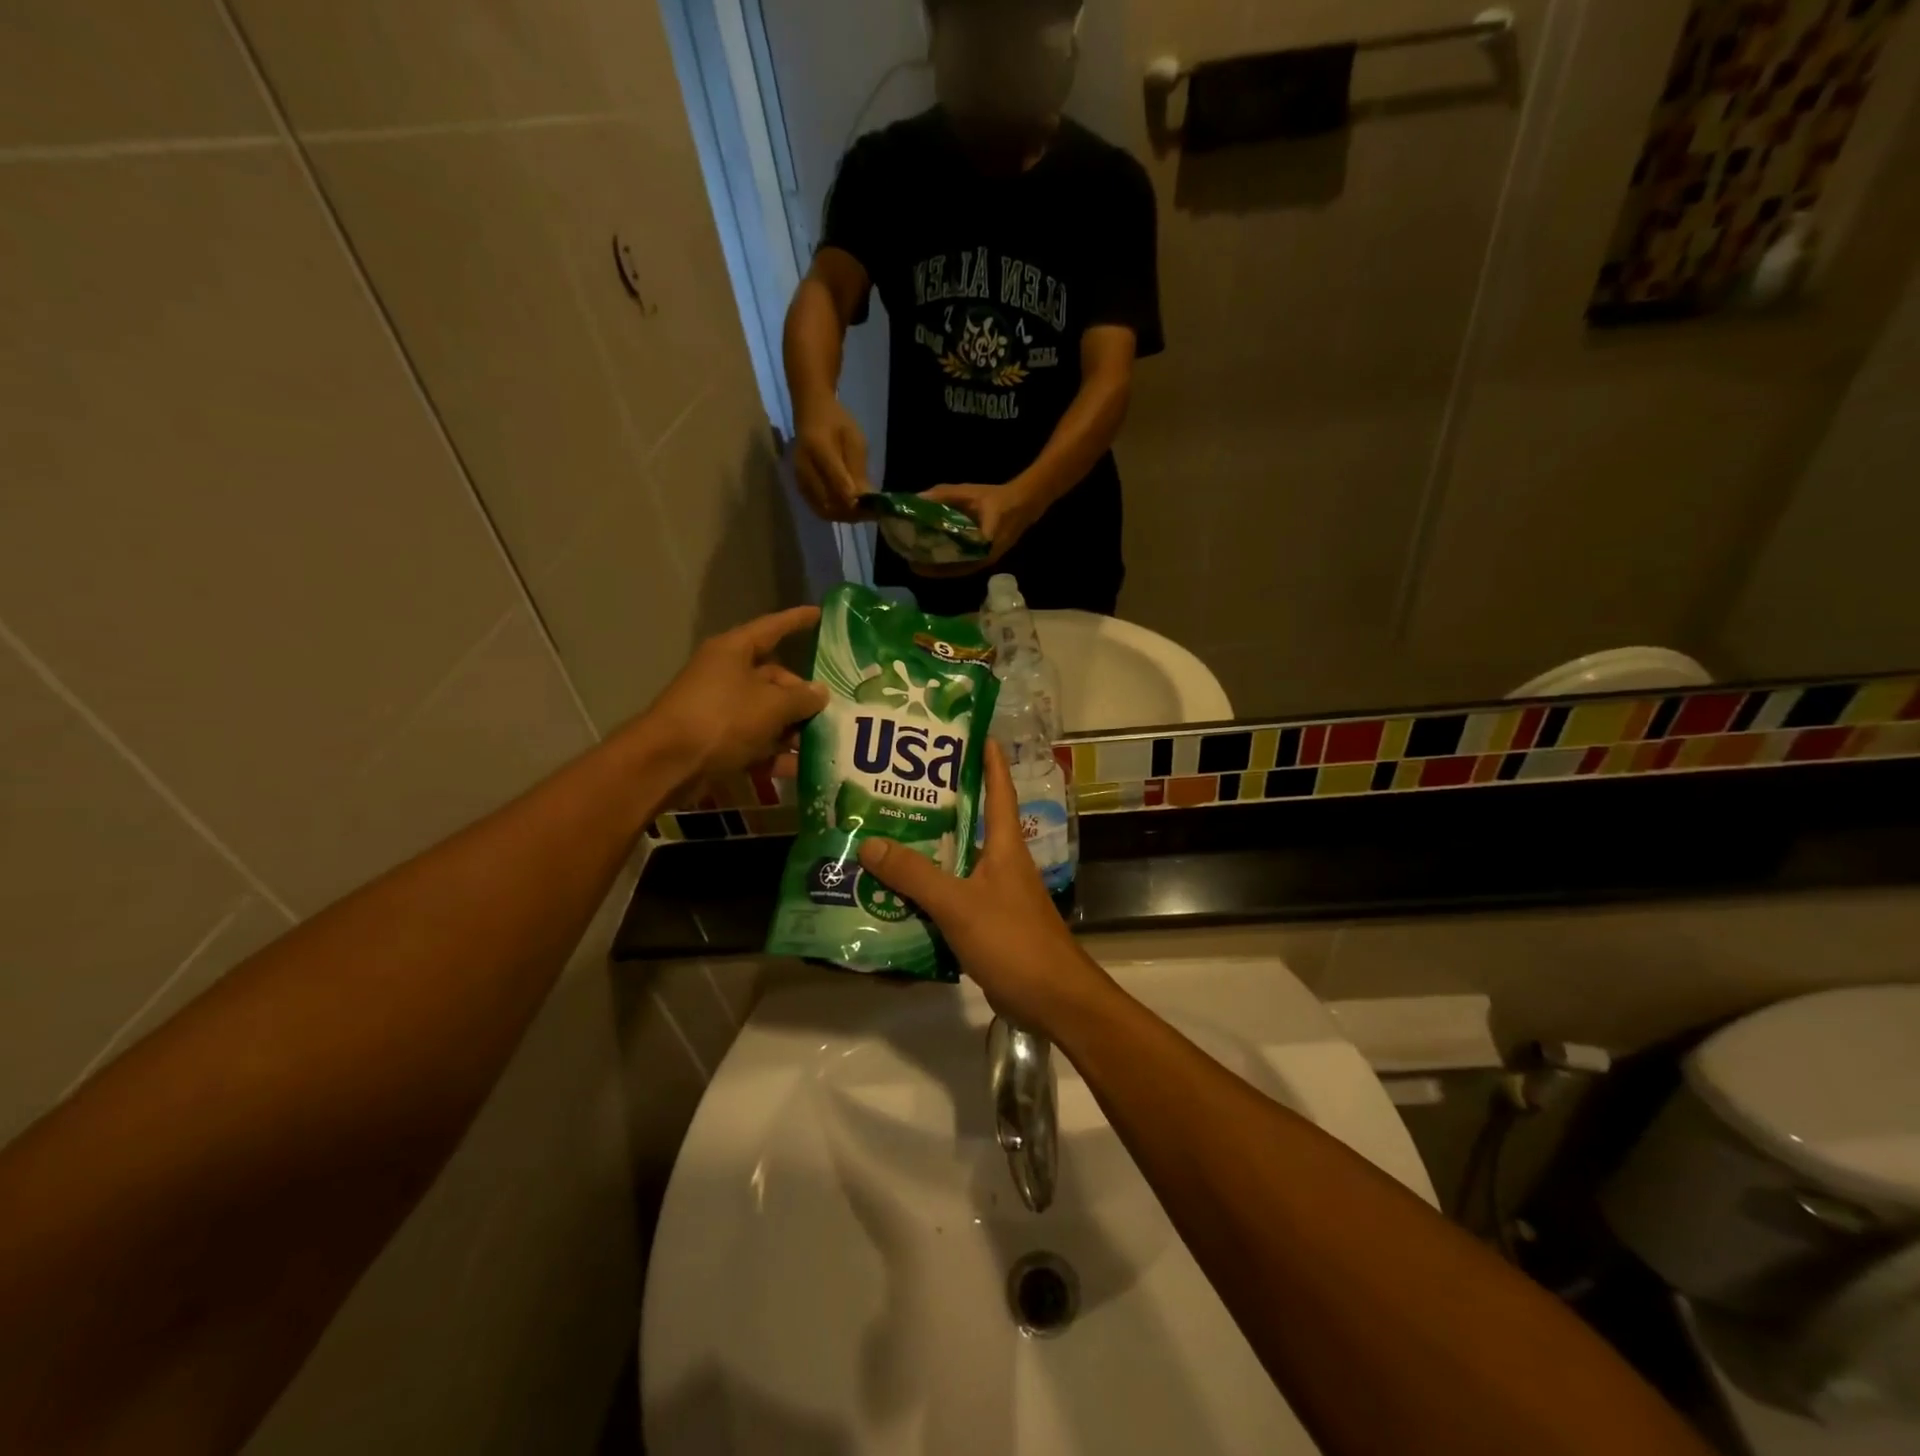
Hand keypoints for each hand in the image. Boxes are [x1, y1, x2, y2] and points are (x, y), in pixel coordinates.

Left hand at [640, 606, 827, 795]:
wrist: (668, 764)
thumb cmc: (722, 719)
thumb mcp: (771, 705)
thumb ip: (801, 697)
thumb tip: (820, 692)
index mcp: (734, 651)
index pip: (772, 628)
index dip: (797, 621)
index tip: (820, 614)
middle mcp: (727, 675)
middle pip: (774, 679)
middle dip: (803, 696)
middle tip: (834, 710)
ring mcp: (722, 709)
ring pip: (767, 713)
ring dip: (794, 729)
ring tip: (827, 742)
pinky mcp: (719, 740)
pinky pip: (755, 742)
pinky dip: (776, 754)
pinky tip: (802, 768)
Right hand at [793, 397, 870, 522]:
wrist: (811, 413)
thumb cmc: (838, 423)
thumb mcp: (855, 439)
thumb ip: (858, 468)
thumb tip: (865, 497)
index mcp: (818, 447)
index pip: (836, 480)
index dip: (854, 498)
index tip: (872, 507)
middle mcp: (804, 466)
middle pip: (828, 501)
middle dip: (851, 512)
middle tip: (870, 514)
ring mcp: (799, 478)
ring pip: (823, 509)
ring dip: (844, 516)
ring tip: (862, 514)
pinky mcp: (800, 486)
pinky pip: (817, 508)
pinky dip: (835, 514)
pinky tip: (850, 511)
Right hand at [856, 740, 1108, 1032]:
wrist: (1053, 1000)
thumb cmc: (1013, 940)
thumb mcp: (959, 904)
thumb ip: (915, 876)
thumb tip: (869, 842)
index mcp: (1005, 844)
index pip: (999, 788)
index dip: (988, 758)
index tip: (970, 731)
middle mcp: (1002, 862)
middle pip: (971, 822)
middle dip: (938, 804)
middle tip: (896, 787)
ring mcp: (996, 894)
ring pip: (957, 862)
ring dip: (928, 851)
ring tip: (884, 835)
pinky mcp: (988, 924)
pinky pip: (952, 897)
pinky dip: (928, 891)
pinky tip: (896, 894)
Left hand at [913, 483, 1040, 576]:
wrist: (1024, 502)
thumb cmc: (997, 498)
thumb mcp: (969, 493)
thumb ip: (944, 495)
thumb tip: (918, 498)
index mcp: (981, 546)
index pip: (954, 564)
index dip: (934, 567)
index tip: (915, 565)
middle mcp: (983, 559)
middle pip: (953, 569)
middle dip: (932, 568)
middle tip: (911, 562)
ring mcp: (985, 560)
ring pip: (958, 568)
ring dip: (940, 567)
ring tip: (918, 561)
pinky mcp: (984, 556)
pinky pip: (964, 564)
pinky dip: (949, 562)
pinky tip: (935, 556)